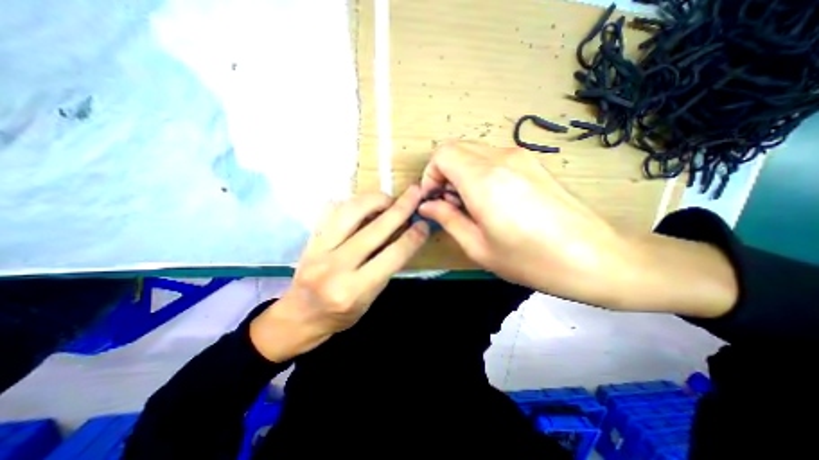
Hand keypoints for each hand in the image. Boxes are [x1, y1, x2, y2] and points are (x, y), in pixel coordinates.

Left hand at [249, 187, 429, 361]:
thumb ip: (386, 268)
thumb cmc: (341, 314)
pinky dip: (351, 202)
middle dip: (399, 209)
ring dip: (374, 200)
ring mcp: (318, 250)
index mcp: (354, 290)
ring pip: (350, 212)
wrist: (300, 316)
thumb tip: (402, 237)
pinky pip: (331, 211)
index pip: (391, 256)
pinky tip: (364, 202)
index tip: (424, 224)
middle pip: (373, 230)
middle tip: (414, 194)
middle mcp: (335, 268)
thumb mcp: (370, 300)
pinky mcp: (310, 240)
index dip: (411, 238)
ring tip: (388, 198)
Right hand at [418, 142, 635, 309]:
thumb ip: (447, 219)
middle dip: (442, 172)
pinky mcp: (532, 162)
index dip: (430, 175)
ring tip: (469, 204)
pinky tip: (490, 199)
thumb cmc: (531, 260)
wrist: (596, 257)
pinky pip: (492, 157)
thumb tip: (427, 205)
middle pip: (455, 147)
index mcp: (484, 180)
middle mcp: (501, 158)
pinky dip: (479, 171)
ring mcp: (520, 156)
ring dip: (460, 172)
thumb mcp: (478, 247)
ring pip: (473, 151)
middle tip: (449, 203)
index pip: (442, 155)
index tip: (433, 199)